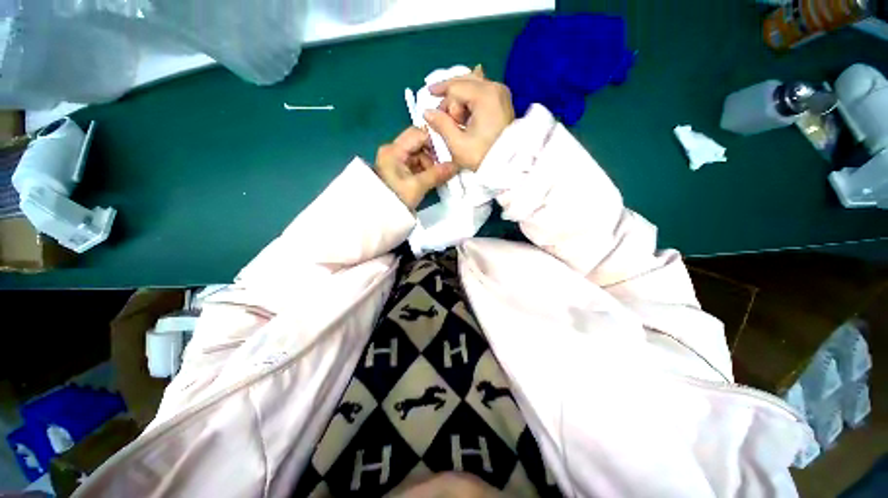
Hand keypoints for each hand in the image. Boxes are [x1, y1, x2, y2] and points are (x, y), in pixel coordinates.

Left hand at [375, 127, 458, 209]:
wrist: (380, 216)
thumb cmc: (396, 199)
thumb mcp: (417, 187)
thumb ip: (437, 174)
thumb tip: (456, 166)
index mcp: (394, 150)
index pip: (418, 133)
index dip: (434, 142)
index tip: (446, 155)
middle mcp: (393, 150)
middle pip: (418, 143)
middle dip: (432, 156)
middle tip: (442, 168)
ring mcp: (395, 160)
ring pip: (418, 154)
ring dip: (429, 164)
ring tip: (436, 178)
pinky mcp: (397, 169)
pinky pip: (415, 164)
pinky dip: (424, 170)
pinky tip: (430, 179)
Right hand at [424, 66, 514, 171]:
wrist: (509, 166)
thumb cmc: (483, 156)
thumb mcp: (458, 144)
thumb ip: (441, 125)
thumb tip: (427, 111)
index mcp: (484, 95)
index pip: (456, 86)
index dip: (440, 91)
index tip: (428, 95)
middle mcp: (495, 88)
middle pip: (465, 81)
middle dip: (451, 97)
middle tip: (443, 115)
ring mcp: (501, 94)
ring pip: (473, 86)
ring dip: (461, 100)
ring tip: (457, 121)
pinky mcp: (503, 102)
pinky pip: (482, 93)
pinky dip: (471, 101)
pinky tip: (466, 112)